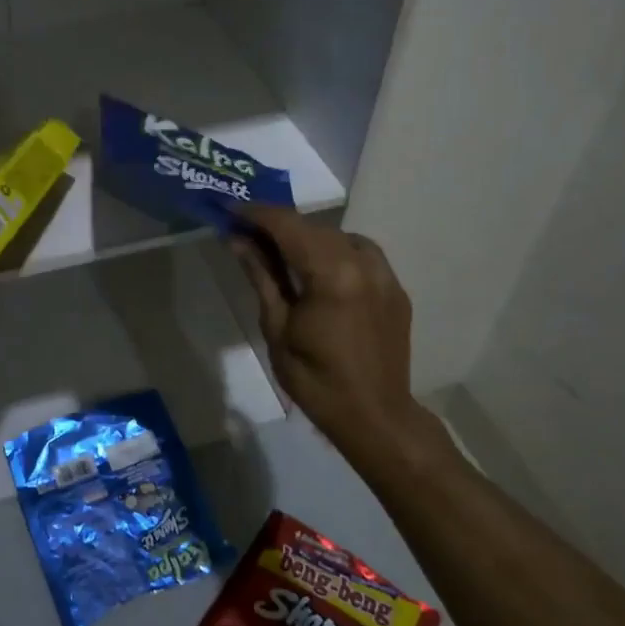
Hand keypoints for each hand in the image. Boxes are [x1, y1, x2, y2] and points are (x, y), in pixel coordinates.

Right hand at [229, 206, 438, 474]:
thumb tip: (238, 240)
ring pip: (339, 236)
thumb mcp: (277, 329)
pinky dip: (334, 252)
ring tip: (280, 252)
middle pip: (313, 228)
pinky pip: (361, 254)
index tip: (230, 208)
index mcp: (332, 274)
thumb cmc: (316, 380)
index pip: (288, 226)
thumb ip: (262, 277)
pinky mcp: (395, 288)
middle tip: (246, 232)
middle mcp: (363, 263)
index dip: (256, 213)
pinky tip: (317, 270)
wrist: (375, 417)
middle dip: (278, 225)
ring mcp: (385, 274)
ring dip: (307, 237)